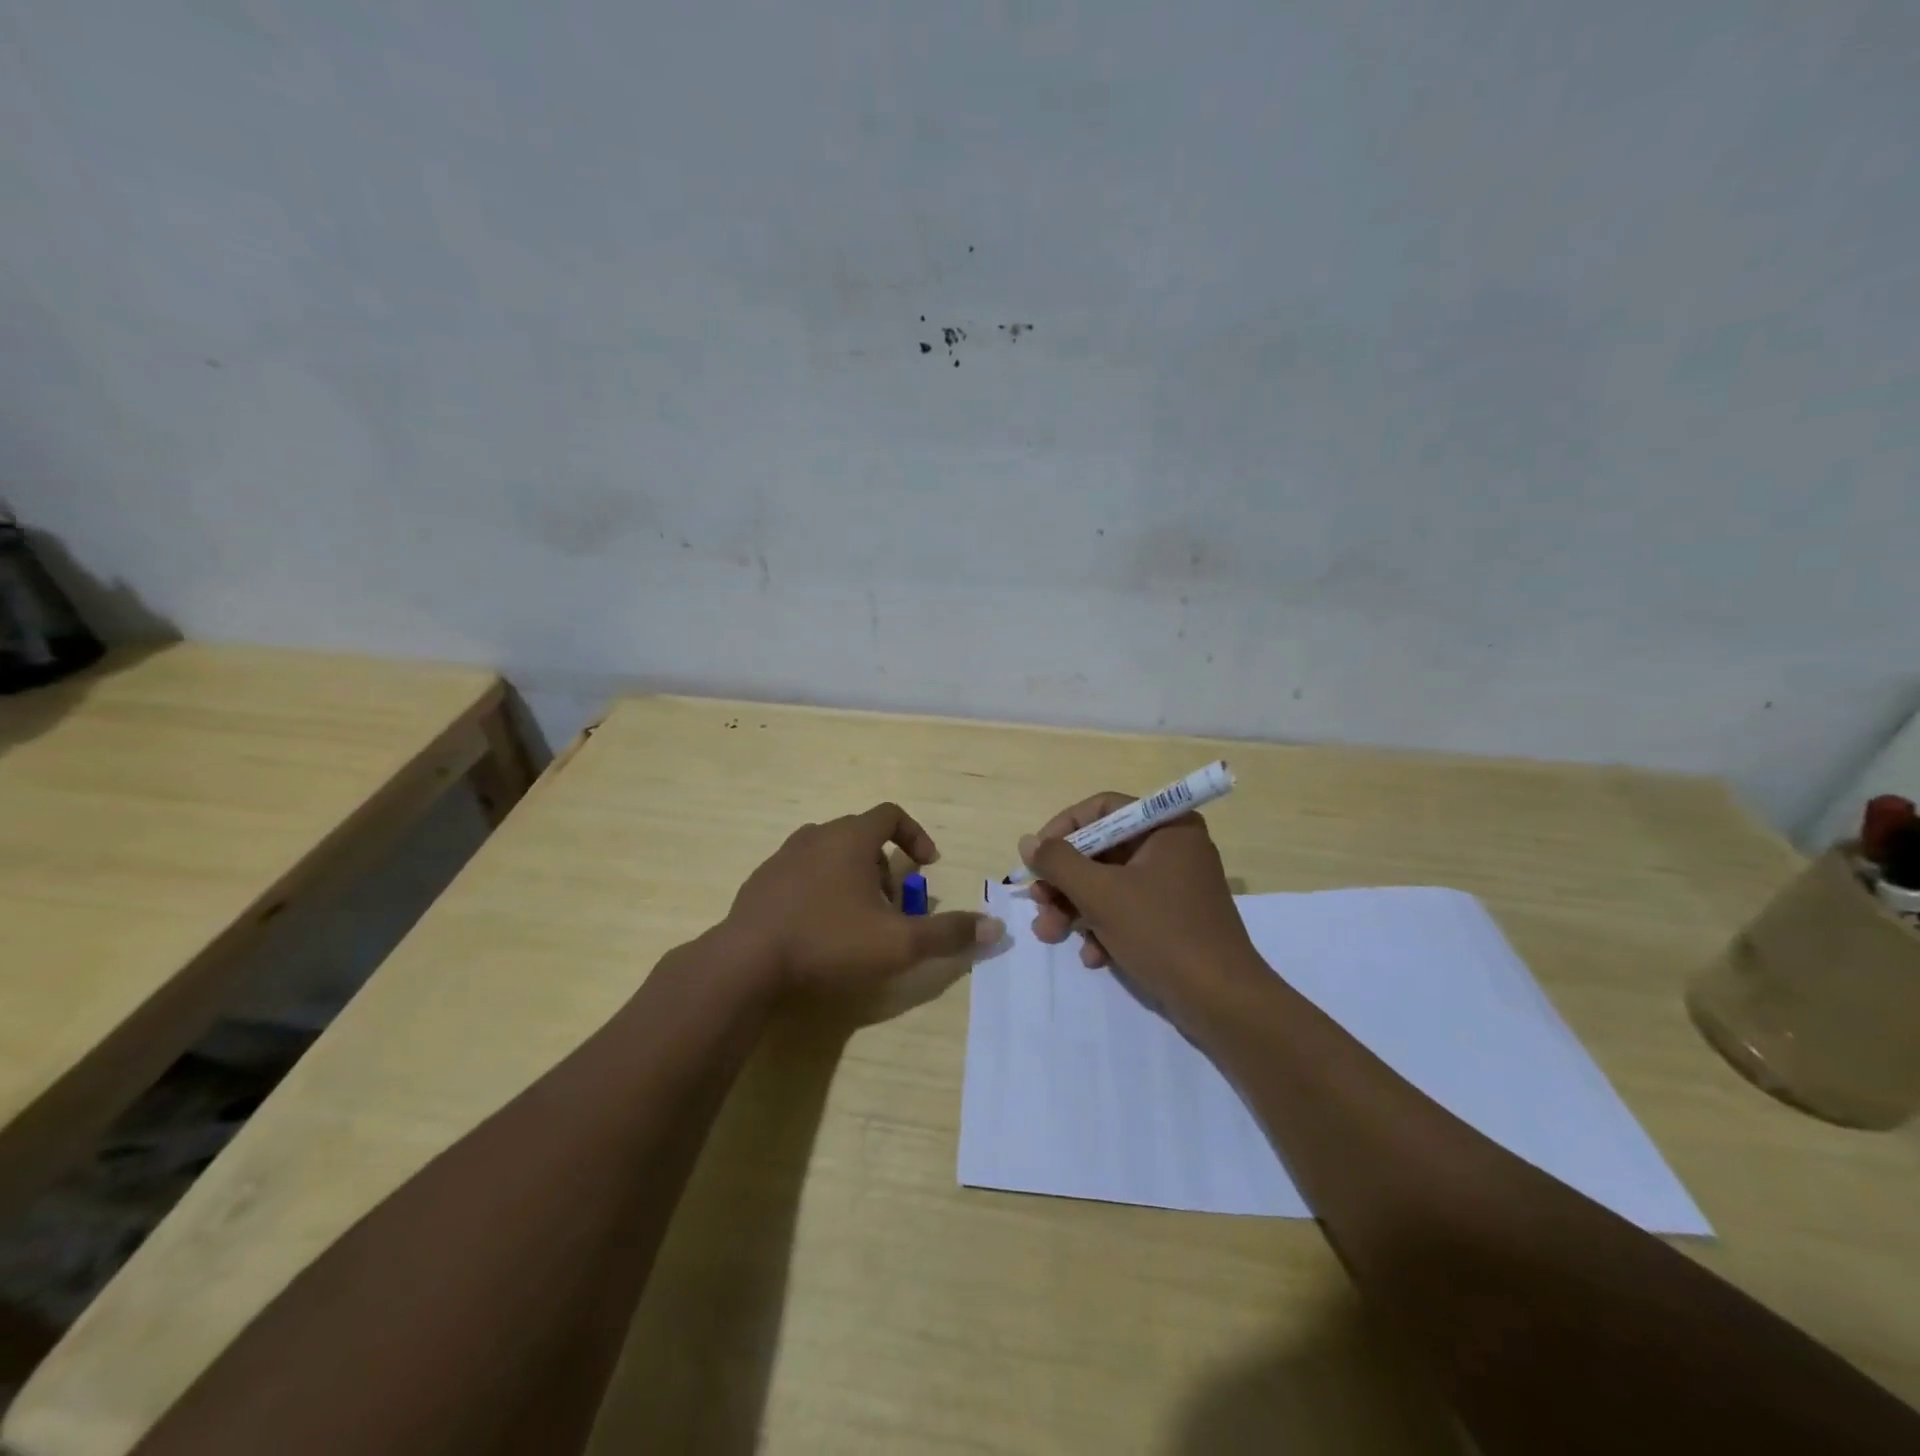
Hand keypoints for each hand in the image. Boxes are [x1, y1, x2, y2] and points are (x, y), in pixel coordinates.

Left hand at [725, 802, 1002, 994]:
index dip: (915, 836)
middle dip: (884, 867)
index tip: (925, 866)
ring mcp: (782, 858)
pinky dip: (820, 890)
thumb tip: (995, 927)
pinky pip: (801, 875)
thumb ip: (948, 933)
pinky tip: (818, 930)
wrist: (746, 965)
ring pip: (829, 855)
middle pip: (861, 836)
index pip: (891, 814)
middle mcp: (815, 836)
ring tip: (857, 920)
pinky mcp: (760, 883)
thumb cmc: (829, 943)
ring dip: (852, 878)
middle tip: (892, 906)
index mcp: (849, 838)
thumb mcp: (899, 943)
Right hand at [1020, 793, 1266, 1016]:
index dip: (1064, 828)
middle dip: (1064, 881)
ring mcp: (1174, 885)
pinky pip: (1128, 910)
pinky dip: (1104, 929)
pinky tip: (1093, 957)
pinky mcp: (1173, 919)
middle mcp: (1173, 848)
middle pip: (1102, 850)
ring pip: (1109, 884)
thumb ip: (1059, 862)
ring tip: (1050, 934)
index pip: (1103, 809)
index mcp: (1167, 827)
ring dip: (1075, 909)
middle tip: (1038, 903)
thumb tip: (1028, 842)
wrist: (1221, 1002)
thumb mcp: (1101, 894)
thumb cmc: (1161, 932)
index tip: (1036, 856)